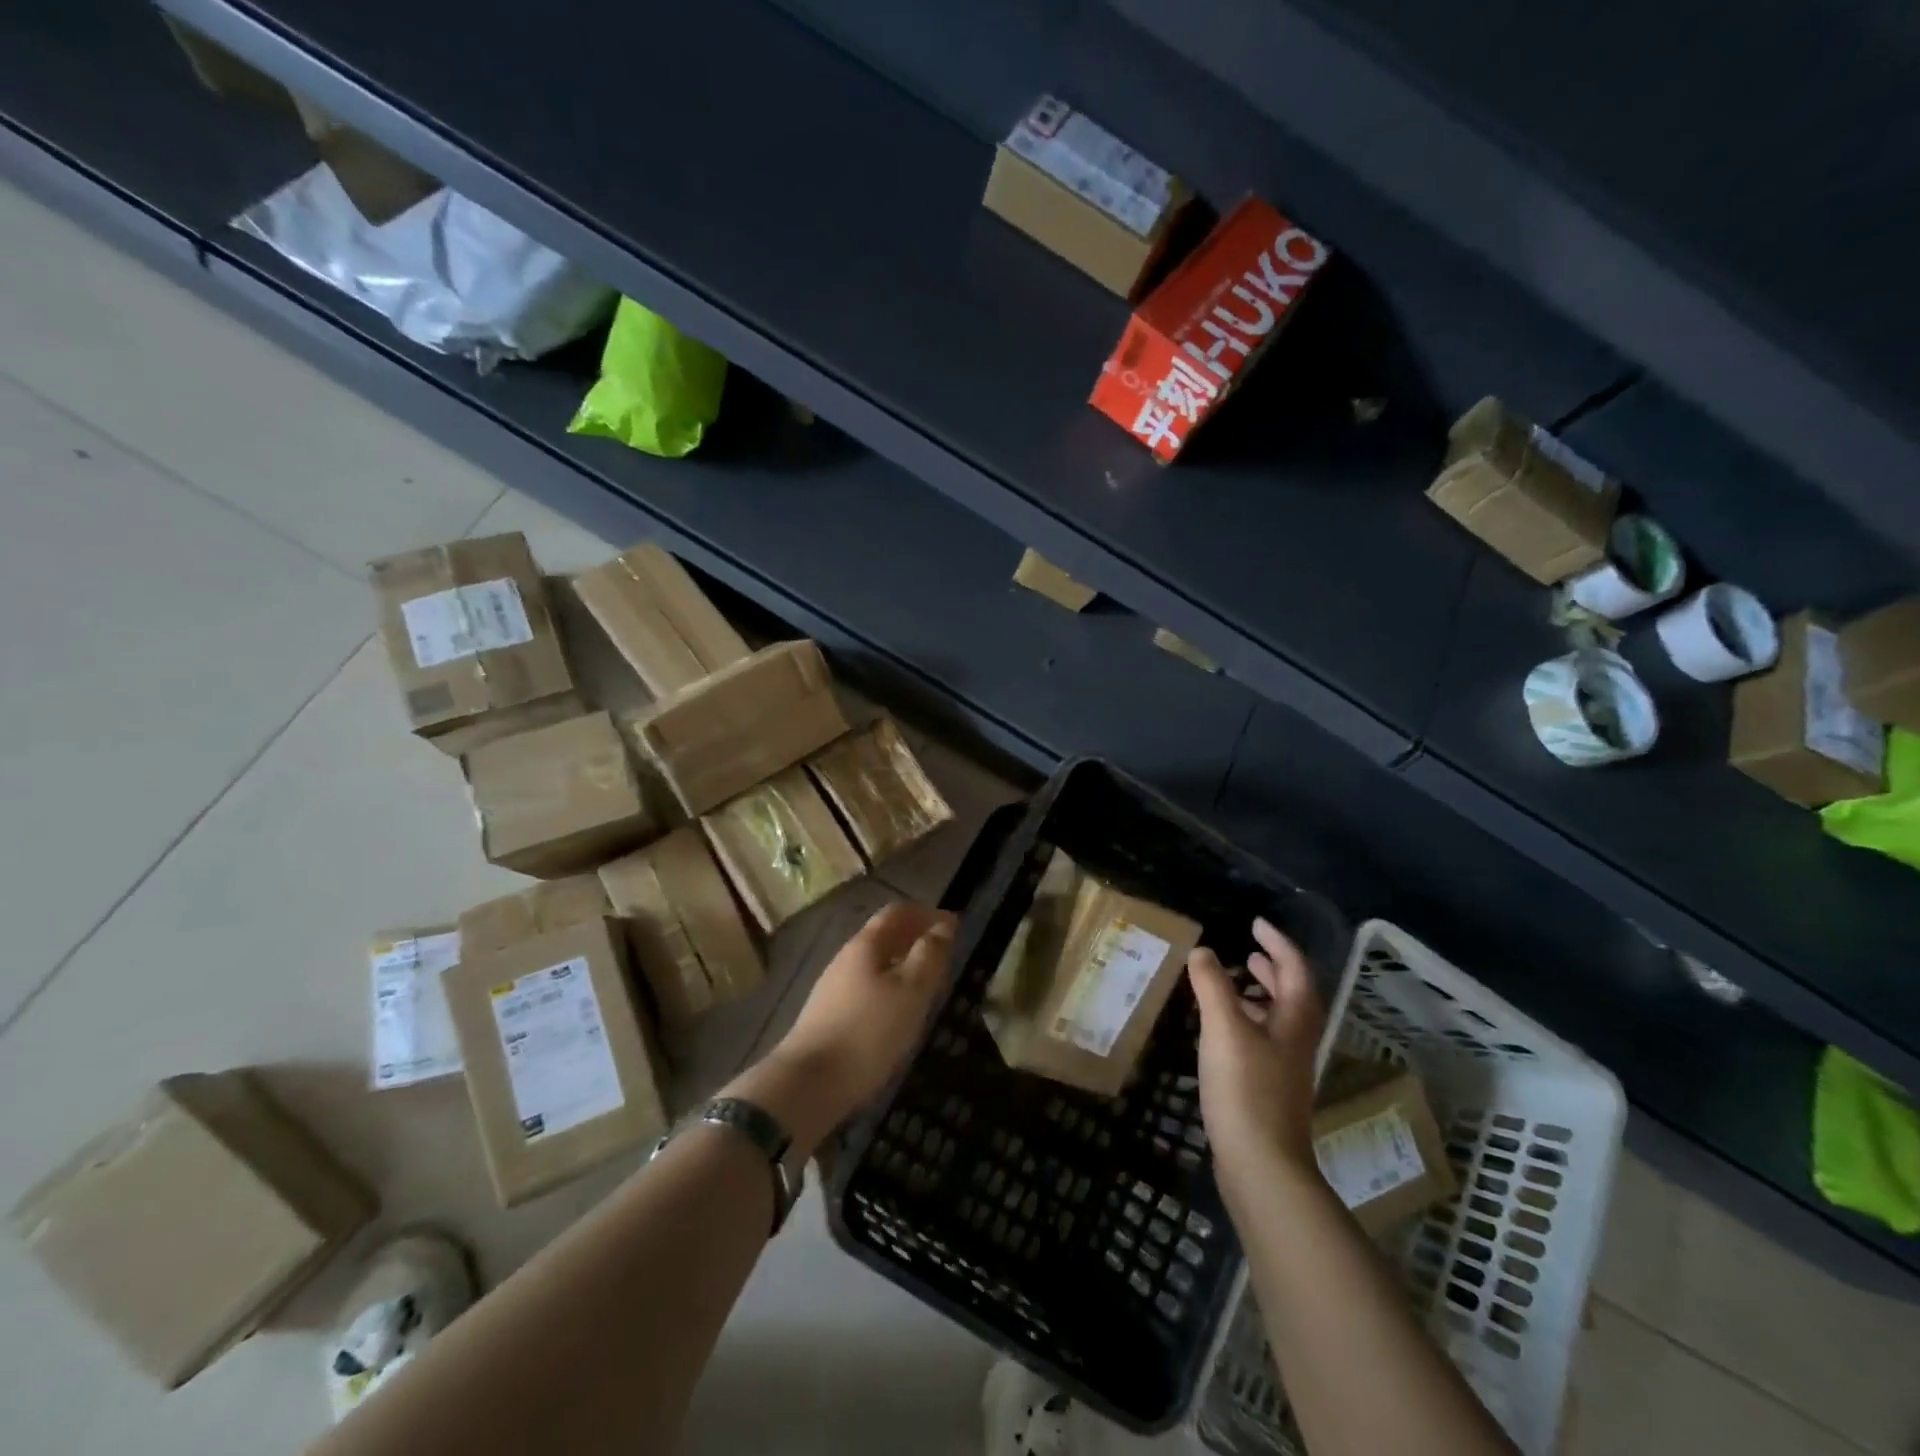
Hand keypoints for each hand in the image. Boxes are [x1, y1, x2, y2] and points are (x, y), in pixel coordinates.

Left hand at [735, 903, 954, 1151]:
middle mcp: (846, 958)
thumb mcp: (910, 992)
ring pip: (874, 964)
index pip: (897, 913)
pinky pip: (866, 987)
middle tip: (944, 954)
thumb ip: (929, 955)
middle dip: (914, 938)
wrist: (808, 1084)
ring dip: (902, 964)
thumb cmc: (868, 1032)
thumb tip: (943, 925)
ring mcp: (833, 988)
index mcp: (866, 945)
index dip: (926, 913)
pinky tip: (898, 1011)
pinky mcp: (828, 1016)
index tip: (953, 924)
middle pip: (883, 936)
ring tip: (927, 984)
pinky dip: (889, 987)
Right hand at [1188, 918, 1325, 1203]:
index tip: (1256, 923)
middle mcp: (1297, 1039)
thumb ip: (1213, 985)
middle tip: (1249, 951)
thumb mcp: (1224, 1028)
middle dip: (1273, 968)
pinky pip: (1262, 1039)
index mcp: (1295, 1019)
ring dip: (1259, 995)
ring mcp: (1285, 1067)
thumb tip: (1203, 950)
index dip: (1277, 943)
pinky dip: (1246, 1021)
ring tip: (1232, 984)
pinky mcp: (1269, 1088)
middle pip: (1292, 994)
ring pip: (1277, 1019)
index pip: (1295, 968)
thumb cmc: (1246, 1088)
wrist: (1261, 1164)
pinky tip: (1221, 1030)